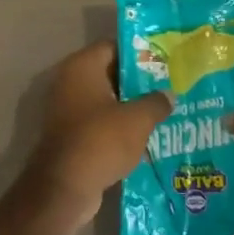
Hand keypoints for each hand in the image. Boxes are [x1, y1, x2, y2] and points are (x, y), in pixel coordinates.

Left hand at [24, 42, 172, 224]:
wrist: (65, 187)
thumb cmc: (101, 140)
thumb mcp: (138, 119)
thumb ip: (156, 102)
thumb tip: (168, 95)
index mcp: (82, 67)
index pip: (114, 47)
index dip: (140, 53)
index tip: (164, 62)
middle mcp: (70, 82)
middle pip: (110, 74)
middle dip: (138, 83)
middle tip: (168, 87)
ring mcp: (67, 110)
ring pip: (106, 101)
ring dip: (130, 107)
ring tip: (163, 112)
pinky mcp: (70, 135)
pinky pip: (99, 123)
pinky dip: (118, 127)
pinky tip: (145, 136)